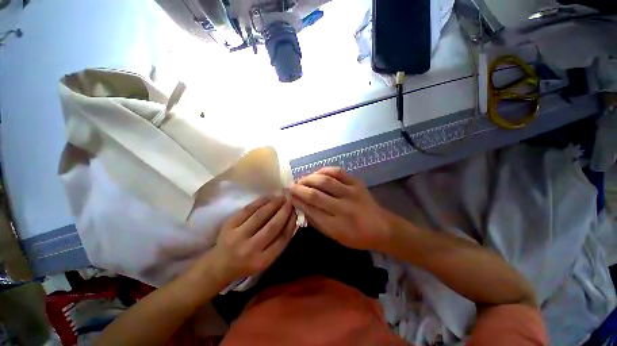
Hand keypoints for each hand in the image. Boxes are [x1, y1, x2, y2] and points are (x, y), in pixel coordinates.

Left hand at [195, 195, 296, 287]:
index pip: (282, 239)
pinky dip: (260, 201)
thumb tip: (292, 219)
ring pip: (260, 215)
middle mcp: (250, 249)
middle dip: (284, 211)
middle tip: (291, 200)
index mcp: (262, 261)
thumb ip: (279, 242)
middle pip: (272, 226)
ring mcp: (238, 236)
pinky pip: (248, 209)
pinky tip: (269, 197)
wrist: (219, 265)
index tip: (296, 212)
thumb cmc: (247, 263)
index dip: (291, 223)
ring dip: (274, 203)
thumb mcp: (266, 259)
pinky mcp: (229, 225)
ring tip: (282, 196)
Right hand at [288, 167, 390, 250]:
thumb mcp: (334, 236)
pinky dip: (325, 170)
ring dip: (309, 178)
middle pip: (315, 194)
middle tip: (290, 185)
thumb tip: (300, 206)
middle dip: (299, 189)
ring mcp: (351, 193)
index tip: (288, 196)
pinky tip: (317, 173)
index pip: (310, 210)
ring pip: (325, 181)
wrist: (382, 227)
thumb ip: (316, 221)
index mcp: (336, 225)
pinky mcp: (357, 183)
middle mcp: (343, 208)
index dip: (297, 201)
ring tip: (301, 179)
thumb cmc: (356, 236)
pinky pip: (338, 172)